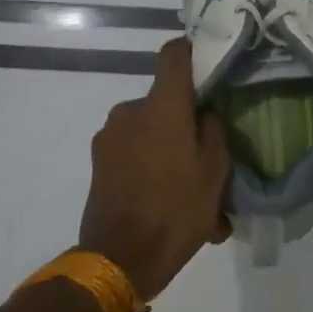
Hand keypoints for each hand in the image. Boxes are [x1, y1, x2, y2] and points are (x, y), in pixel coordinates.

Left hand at [78, 40, 232, 300]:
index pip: (173, 55)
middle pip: (163, 101)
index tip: (208, 65)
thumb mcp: (215, 172)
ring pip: (148, 129)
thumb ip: (213, 131)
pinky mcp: (98, 161)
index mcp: (162, 106)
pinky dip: (149, 165)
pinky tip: (164, 198)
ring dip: (166, 147)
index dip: (191, 52)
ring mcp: (109, 136)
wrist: (120, 259)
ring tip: (186, 185)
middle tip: (204, 152)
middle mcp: (130, 111)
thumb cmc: (176, 211)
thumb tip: (204, 113)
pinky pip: (132, 151)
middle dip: (183, 119)